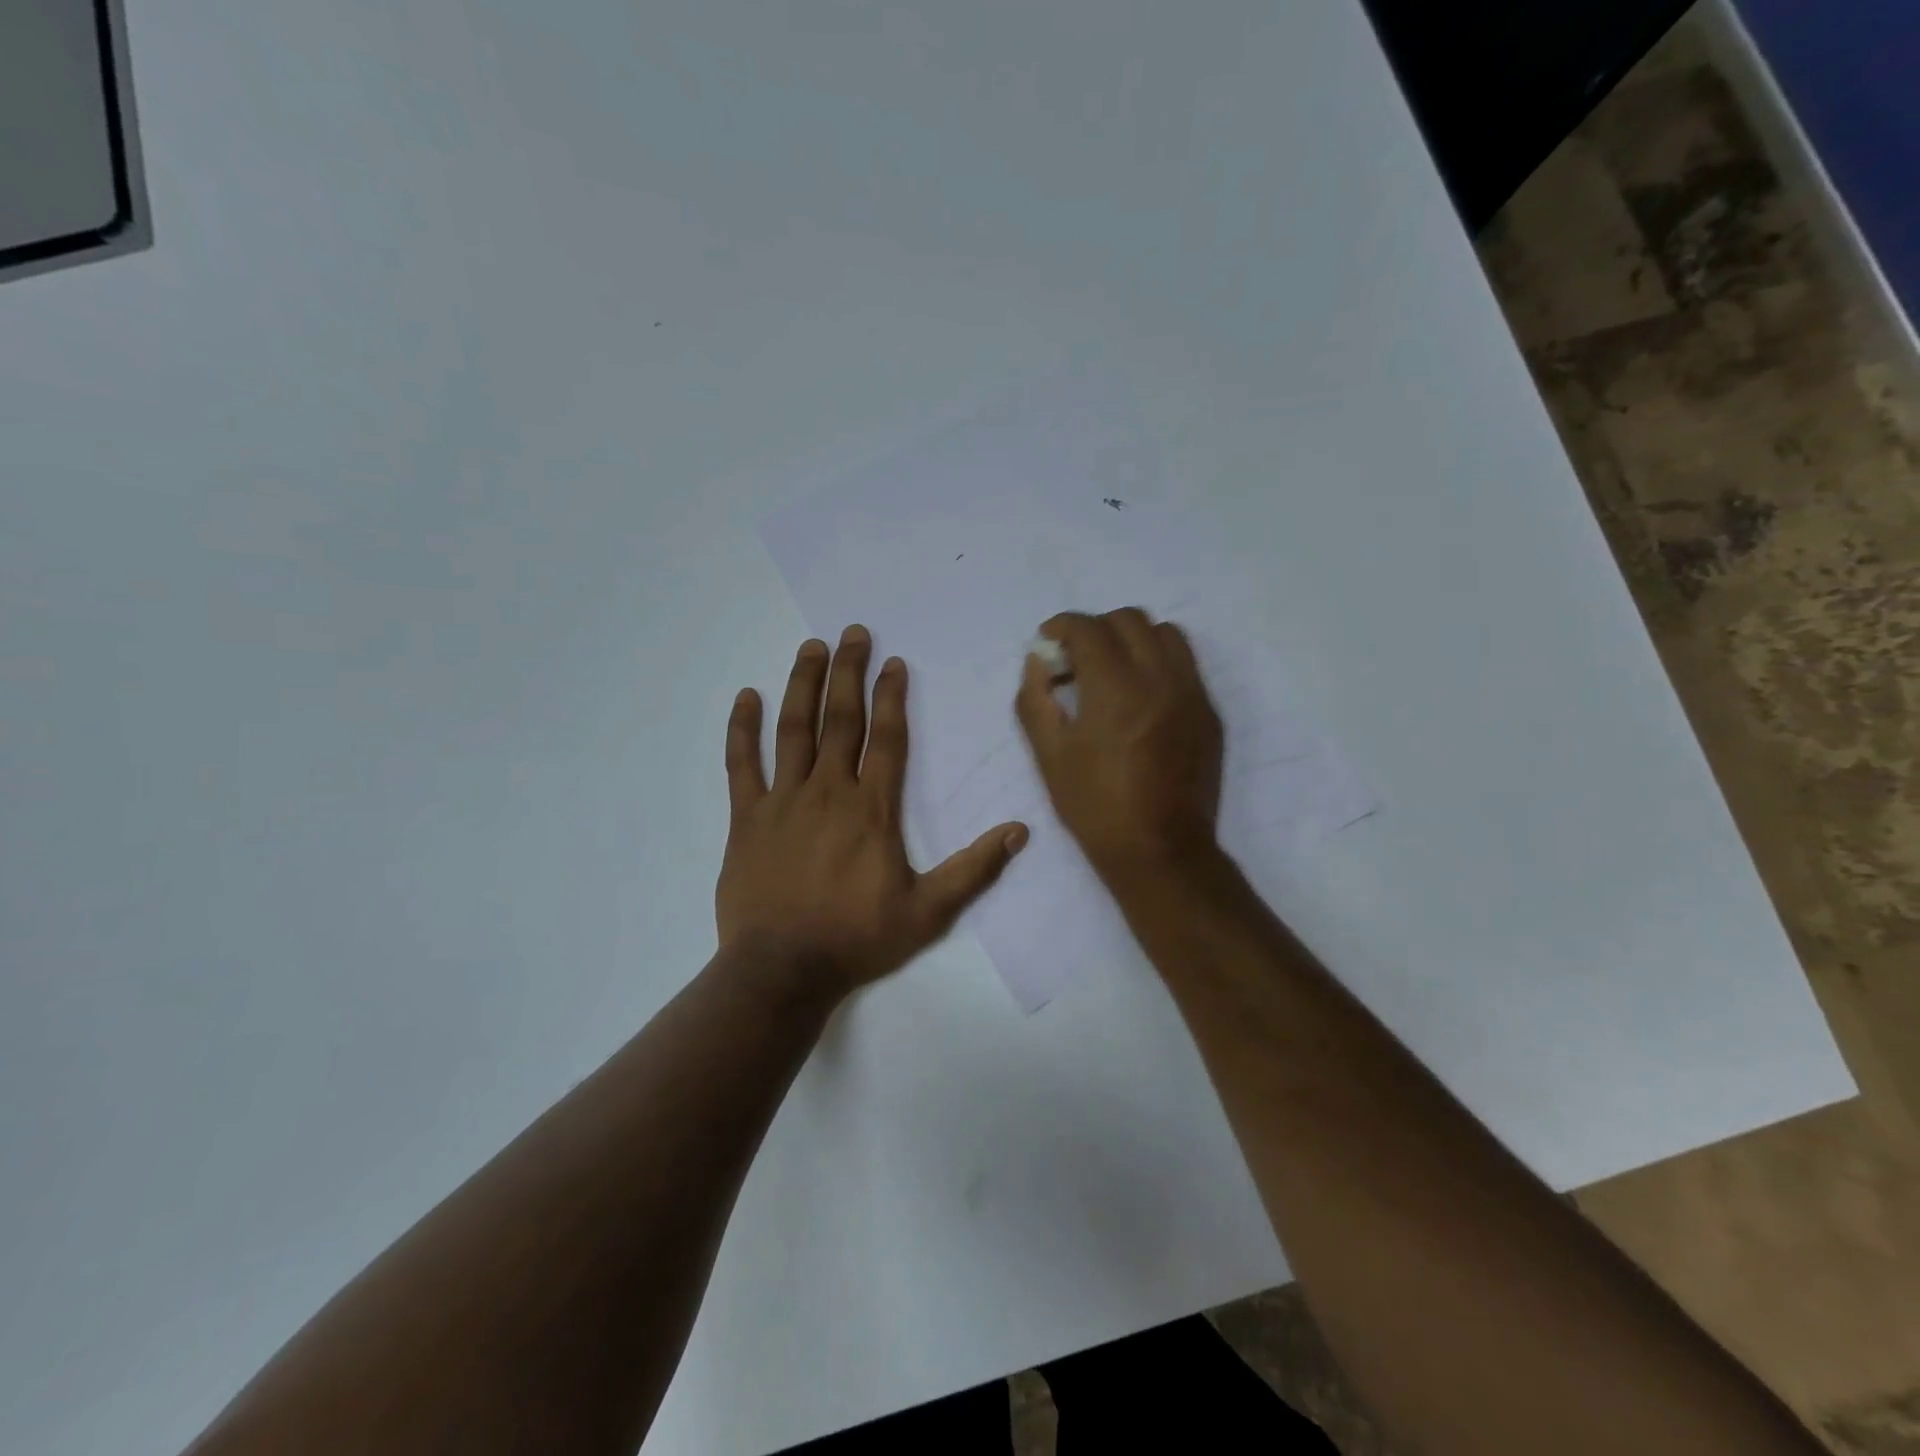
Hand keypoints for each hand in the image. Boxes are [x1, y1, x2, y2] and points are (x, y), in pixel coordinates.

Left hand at [716, 626, 1028, 996]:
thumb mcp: (928, 911)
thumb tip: (1020, 831)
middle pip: (841, 719)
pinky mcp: (747, 818)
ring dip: (803, 685)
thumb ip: (973, 869)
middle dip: (848, 672)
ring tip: (811, 648)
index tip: (893, 662)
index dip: (892, 697)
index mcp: (873, 809)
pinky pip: (742, 765)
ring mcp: (783, 801)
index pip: (887, 738)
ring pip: (794, 730)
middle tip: (852, 633)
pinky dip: (743, 729)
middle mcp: (829, 791)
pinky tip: (747, 697)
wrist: (783, 970)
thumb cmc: (857, 938)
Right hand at [1015, 608, 1223, 880]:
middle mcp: (1160, 679)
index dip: (1061, 626)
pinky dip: (1157, 662)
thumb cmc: (1095, 807)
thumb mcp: (1049, 755)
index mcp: (1115, 690)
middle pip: (1128, 619)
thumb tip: (1039, 662)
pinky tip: (1140, 696)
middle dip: (1095, 628)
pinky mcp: (1209, 712)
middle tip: (1076, 660)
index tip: (1048, 642)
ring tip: (1112, 670)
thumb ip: (1035, 698)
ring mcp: (1192, 693)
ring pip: (1165, 633)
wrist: (1160, 850)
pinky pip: (1185, 663)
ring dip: (1132, 638)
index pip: (1088, 628)